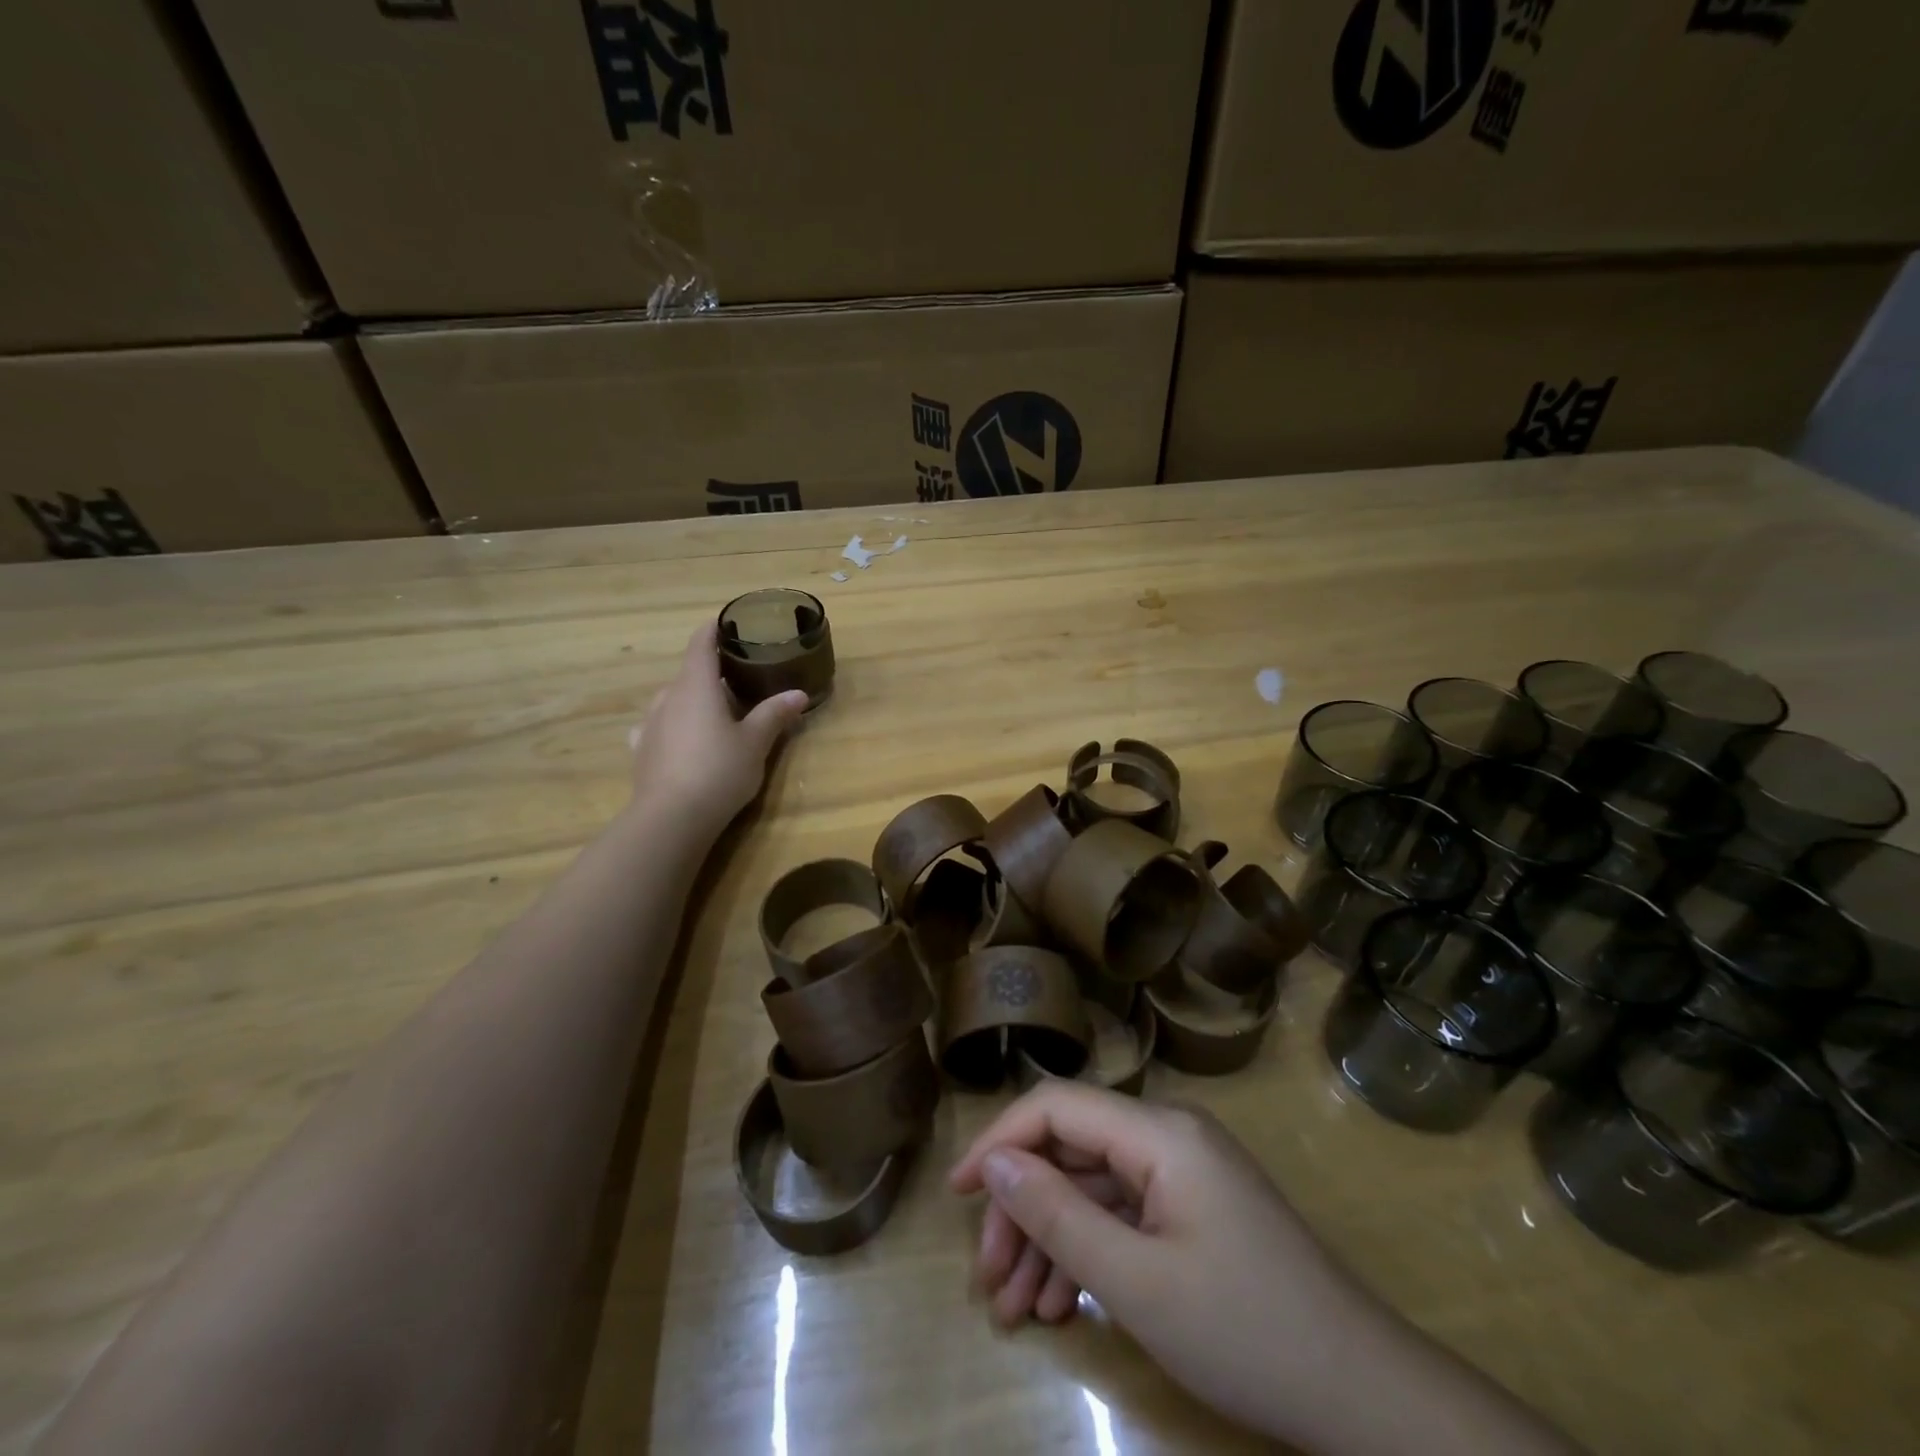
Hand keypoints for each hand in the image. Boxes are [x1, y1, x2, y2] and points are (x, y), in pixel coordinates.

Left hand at [628, 619, 807, 835]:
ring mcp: (650, 724)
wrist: (671, 818)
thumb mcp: (755, 743)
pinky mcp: (642, 750)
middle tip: (739, 681)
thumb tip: (799, 694)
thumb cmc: (718, 770)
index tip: (727, 622)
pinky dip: (675, 726)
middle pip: (689, 673)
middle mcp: (668, 697)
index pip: (701, 643)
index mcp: (696, 685)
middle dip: (711, 673)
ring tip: (716, 714)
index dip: (713, 629)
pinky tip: (683, 740)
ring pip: (674, 700)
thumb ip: (775, 714)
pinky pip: (660, 727)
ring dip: (694, 701)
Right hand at [949, 1084, 1355, 1440]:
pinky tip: (1064, 1306)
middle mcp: (1167, 1135)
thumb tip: (991, 1161)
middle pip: (1071, 1151)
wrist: (1364, 1395)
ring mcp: (1183, 1173)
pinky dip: (1089, 1253)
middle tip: (990, 1283)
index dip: (999, 1141)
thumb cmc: (1245, 1331)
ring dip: (1050, 1241)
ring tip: (1018, 1310)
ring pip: (1093, 1188)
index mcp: (1158, 1131)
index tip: (957, 1194)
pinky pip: (1124, 1214)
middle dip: (1023, 1211)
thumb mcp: (1135, 1282)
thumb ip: (1056, 1214)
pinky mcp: (1193, 1209)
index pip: (1056, 1106)